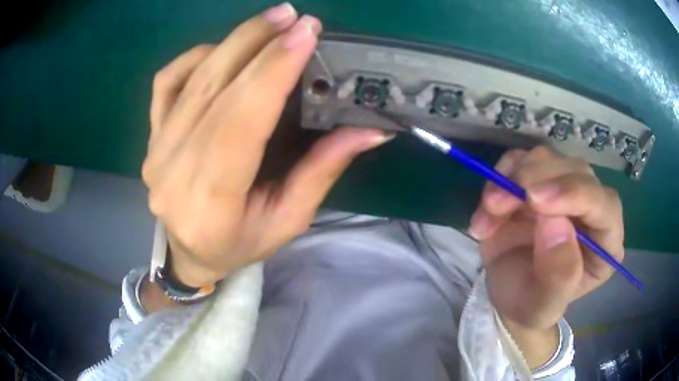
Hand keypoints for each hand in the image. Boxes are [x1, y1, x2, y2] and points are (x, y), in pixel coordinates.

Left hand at [142, 5, 392, 286]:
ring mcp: (156, 150)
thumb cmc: (240, 244)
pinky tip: (223, 50)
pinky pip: (166, 82)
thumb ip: (322, 170)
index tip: (303, 34)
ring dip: (234, 42)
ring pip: (192, 79)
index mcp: (211, 202)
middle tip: (292, 16)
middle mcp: (174, 170)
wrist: (189, 254)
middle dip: (257, 44)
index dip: (272, 72)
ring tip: (270, 22)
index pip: (240, 123)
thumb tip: (369, 129)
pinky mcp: (150, 136)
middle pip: (214, 91)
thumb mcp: (288, 220)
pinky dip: (195, 56)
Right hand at [469, 147, 623, 330]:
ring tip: (489, 211)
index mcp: (606, 243)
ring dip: (512, 178)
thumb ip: (558, 276)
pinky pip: (521, 160)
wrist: (509, 295)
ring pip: (547, 159)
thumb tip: (555, 224)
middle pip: (576, 171)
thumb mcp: (542, 307)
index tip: (534, 201)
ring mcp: (565, 189)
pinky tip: (487, 207)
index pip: (605, 205)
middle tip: (498, 204)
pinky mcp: (539, 180)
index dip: (575, 194)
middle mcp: (592, 208)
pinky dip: (500, 176)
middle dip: (536, 181)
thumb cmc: (531, 306)